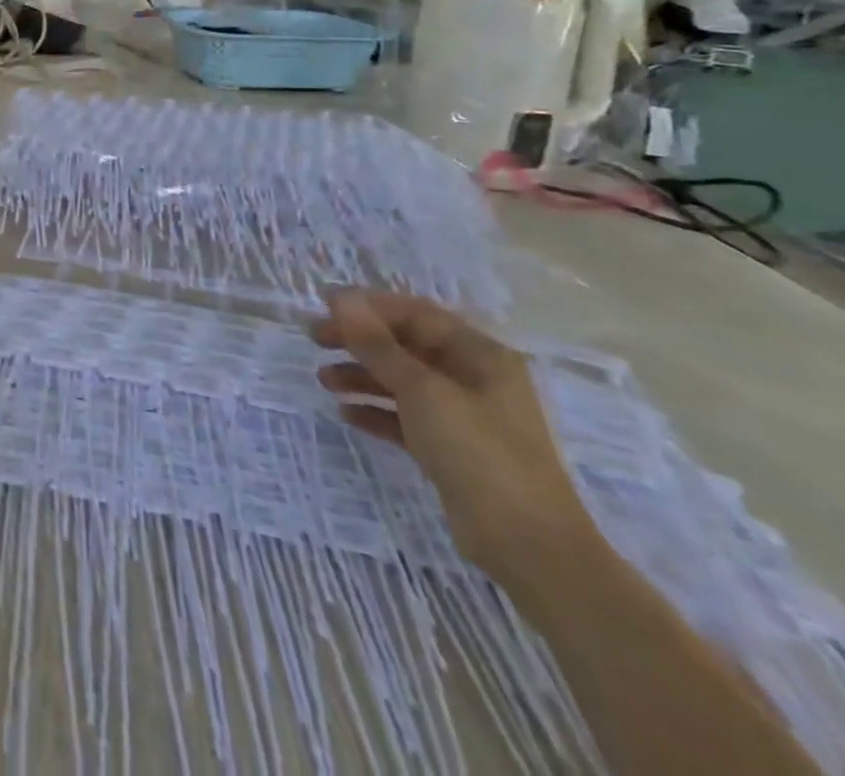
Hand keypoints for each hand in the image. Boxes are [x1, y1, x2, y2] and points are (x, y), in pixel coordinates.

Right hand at [310, 293, 599, 589]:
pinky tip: (346, 414)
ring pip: (402, 382)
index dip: (368, 306)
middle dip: (359, 340)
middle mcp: (474, 379)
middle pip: (406, 346)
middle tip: (314, 339)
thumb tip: (340, 298)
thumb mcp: (422, 391)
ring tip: (323, 380)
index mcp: (480, 355)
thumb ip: (377, 344)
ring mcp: (464, 417)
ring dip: (361, 375)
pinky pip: (406, 418)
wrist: (529, 547)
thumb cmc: (478, 452)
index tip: (324, 307)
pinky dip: (376, 411)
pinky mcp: (452, 450)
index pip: (416, 314)